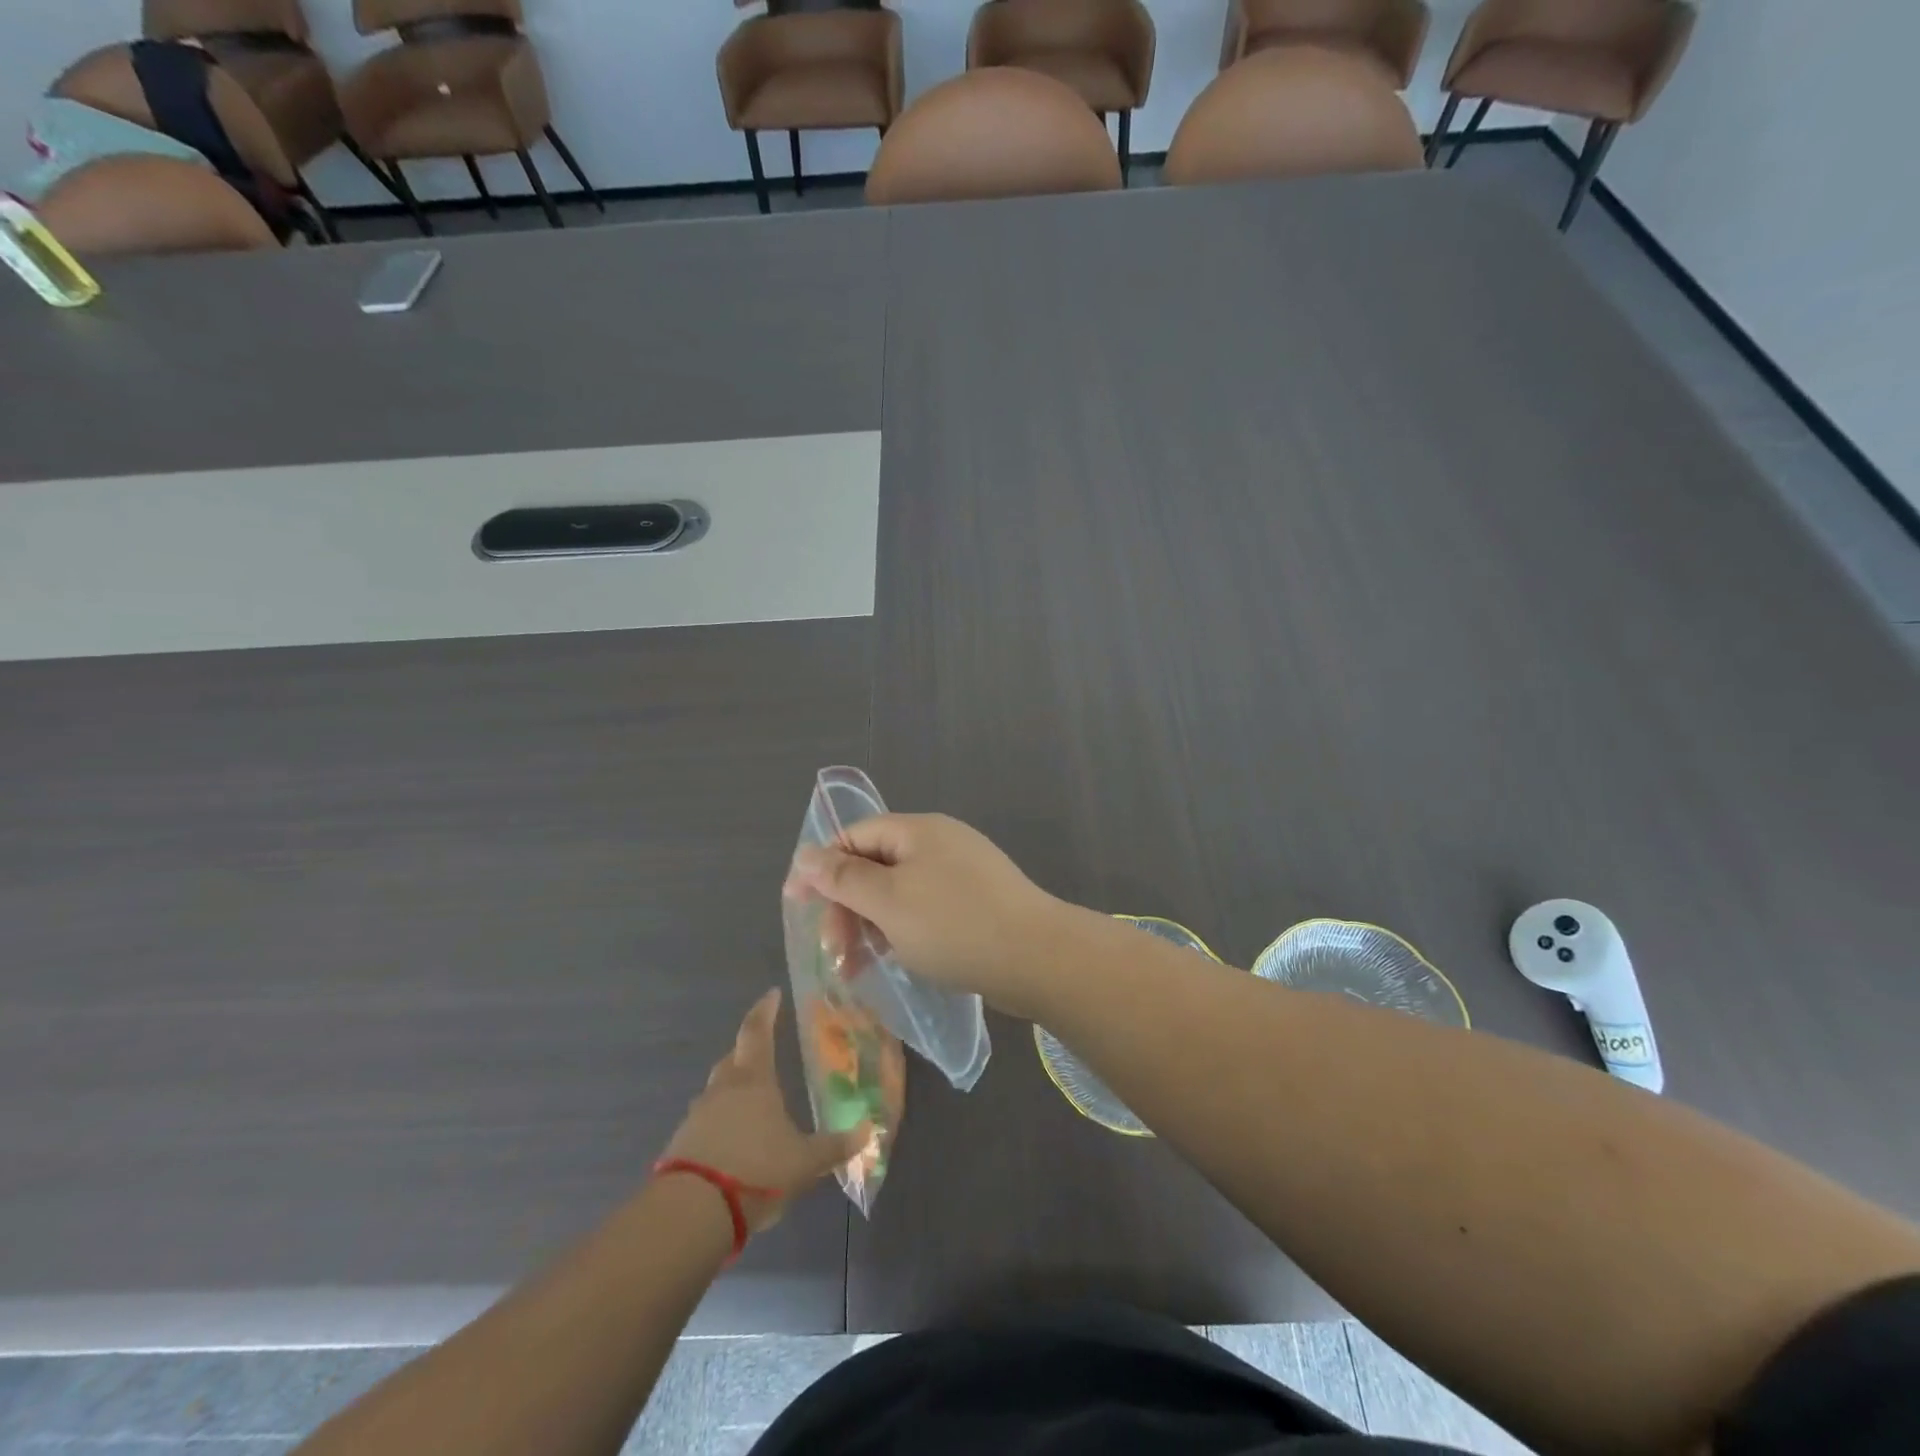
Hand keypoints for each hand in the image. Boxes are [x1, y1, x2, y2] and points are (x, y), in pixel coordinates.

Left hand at [661, 989, 867, 1233]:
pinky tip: (732, 1142)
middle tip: (764, 1051)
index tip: (772, 993)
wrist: (692, 1213)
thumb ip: (834, 1146)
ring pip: (716, 1091)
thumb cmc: (756, 1171)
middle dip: (748, 1051)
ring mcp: (697, 1116)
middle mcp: (722, 1089)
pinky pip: (705, 1122)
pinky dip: (719, 1123)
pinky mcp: (681, 1145)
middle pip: (733, 1058)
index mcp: (753, 1080)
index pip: (757, 1031)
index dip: (765, 1010)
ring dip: (732, 1090)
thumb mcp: (804, 1162)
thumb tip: (867, 1131)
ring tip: (751, 1104)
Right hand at [786, 813, 1068, 1016]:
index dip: (821, 867)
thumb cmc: (954, 925)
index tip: (796, 905)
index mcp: (917, 830)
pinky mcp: (977, 903)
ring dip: (871, 924)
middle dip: (847, 905)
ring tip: (858, 965)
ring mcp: (962, 873)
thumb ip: (844, 878)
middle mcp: (940, 843)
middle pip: (876, 864)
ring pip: (900, 892)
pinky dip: (903, 931)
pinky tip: (896, 959)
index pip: (854, 836)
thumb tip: (806, 854)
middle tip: (834, 951)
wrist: (1038, 959)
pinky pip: (926, 909)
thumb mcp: (888, 901)